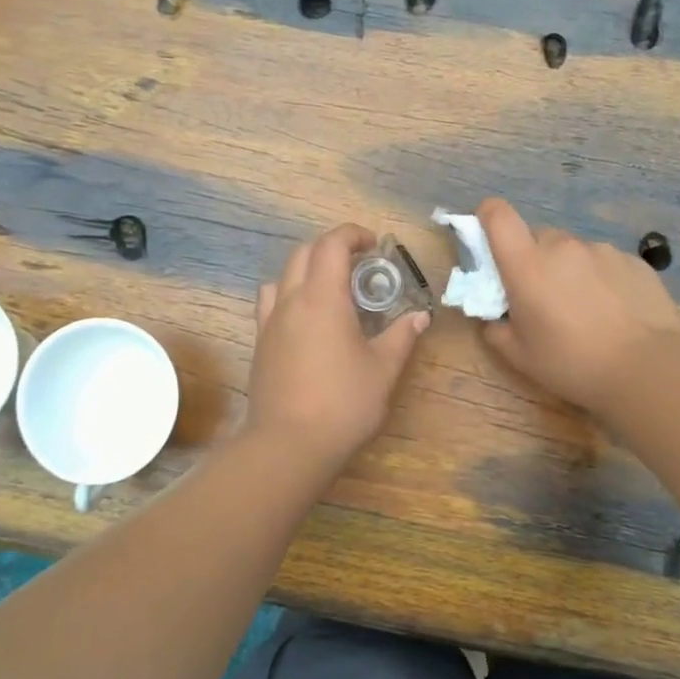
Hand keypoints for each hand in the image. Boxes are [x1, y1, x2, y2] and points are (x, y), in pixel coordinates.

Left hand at [246, 224, 429, 468]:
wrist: (289, 444)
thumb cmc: (343, 404)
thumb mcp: (383, 370)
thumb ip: (401, 337)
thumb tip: (419, 317)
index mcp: (322, 298)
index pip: (332, 244)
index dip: (353, 234)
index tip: (374, 245)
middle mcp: (291, 300)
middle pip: (304, 252)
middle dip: (331, 248)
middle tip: (359, 265)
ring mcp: (269, 322)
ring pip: (282, 275)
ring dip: (306, 269)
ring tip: (329, 289)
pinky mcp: (259, 344)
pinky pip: (270, 302)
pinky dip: (288, 294)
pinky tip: (305, 320)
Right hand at [476, 197, 679, 413]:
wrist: (647, 368)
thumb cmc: (571, 362)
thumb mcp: (519, 356)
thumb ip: (496, 329)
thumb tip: (495, 318)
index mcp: (526, 264)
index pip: (497, 215)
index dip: (488, 218)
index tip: (491, 243)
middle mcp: (562, 246)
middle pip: (538, 237)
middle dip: (534, 260)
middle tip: (543, 298)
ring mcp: (602, 250)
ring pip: (573, 251)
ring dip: (569, 271)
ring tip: (586, 311)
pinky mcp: (633, 261)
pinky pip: (604, 263)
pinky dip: (601, 280)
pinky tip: (615, 313)